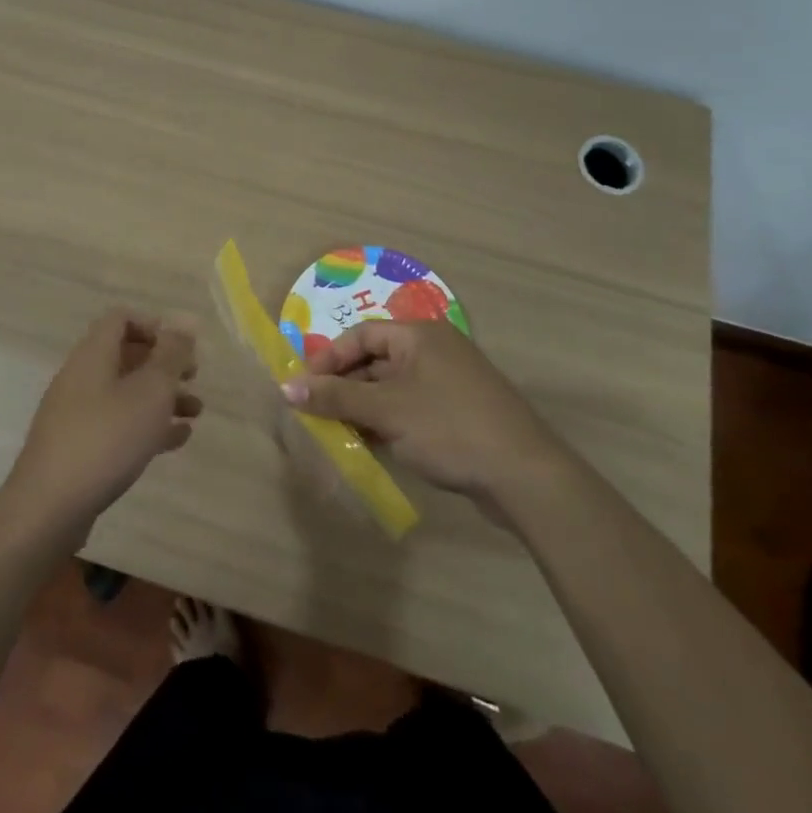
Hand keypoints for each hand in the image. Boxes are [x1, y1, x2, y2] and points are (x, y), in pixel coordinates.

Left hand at [1, 309, 200, 538]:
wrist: (49, 509)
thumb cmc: (106, 438)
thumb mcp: (150, 391)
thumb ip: (171, 355)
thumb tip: (185, 323)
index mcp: (93, 355)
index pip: (120, 319)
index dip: (152, 325)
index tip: (180, 347)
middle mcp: (81, 377)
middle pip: (125, 356)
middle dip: (163, 364)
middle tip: (193, 377)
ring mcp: (76, 415)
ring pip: (125, 393)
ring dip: (161, 397)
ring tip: (195, 412)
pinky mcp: (77, 448)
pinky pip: (117, 425)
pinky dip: (146, 425)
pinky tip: (176, 440)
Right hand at [282, 320, 556, 509]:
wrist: (525, 476)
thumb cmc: (449, 428)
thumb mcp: (386, 411)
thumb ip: (336, 398)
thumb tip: (286, 387)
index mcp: (419, 336)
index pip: (361, 336)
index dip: (329, 359)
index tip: (304, 388)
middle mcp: (435, 350)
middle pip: (376, 360)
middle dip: (345, 387)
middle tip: (317, 414)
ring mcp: (450, 382)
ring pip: (393, 387)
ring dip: (365, 408)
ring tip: (338, 434)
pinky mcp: (460, 413)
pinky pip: (412, 407)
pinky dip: (389, 422)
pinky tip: (373, 446)